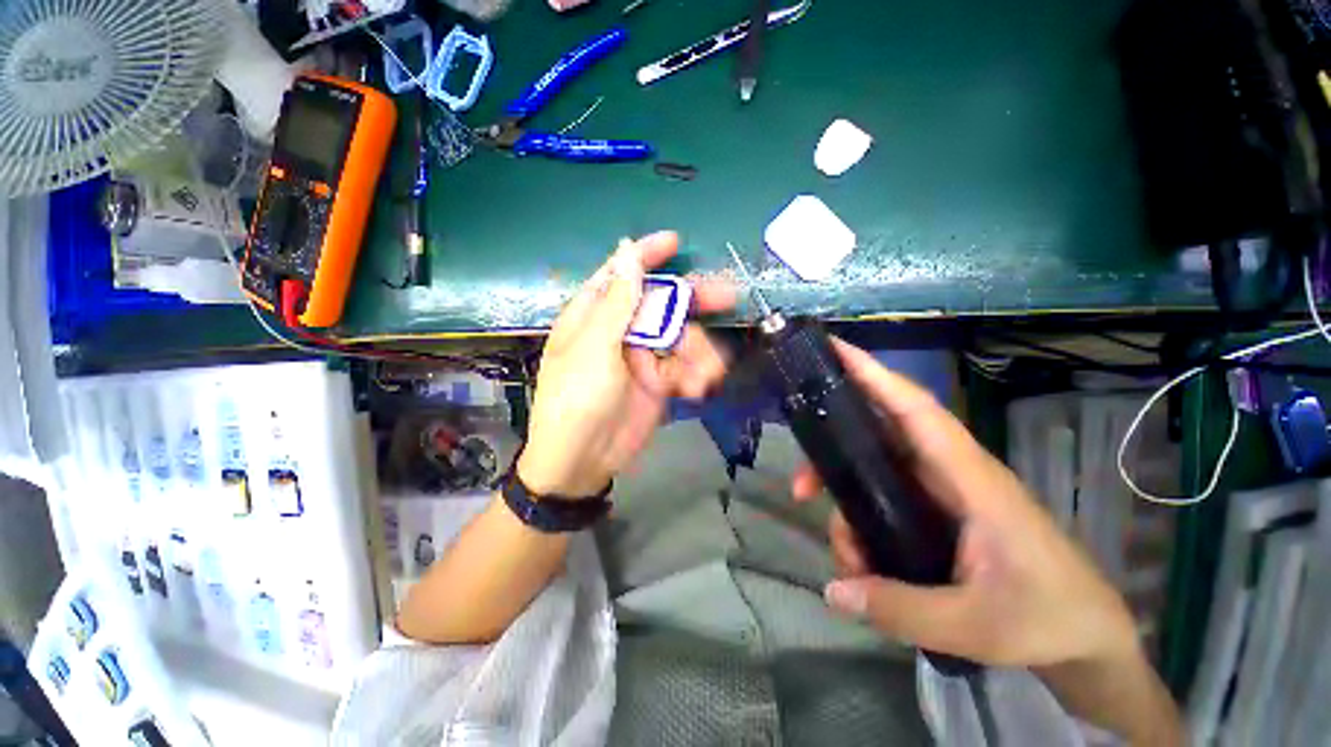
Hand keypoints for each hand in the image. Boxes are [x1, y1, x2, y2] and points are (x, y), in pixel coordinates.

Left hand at [518, 232, 735, 496]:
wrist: (583, 461)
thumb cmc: (577, 399)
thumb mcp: (595, 348)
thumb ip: (617, 301)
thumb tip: (626, 250)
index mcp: (595, 316)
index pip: (621, 275)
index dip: (646, 255)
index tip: (674, 241)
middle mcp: (621, 330)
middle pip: (662, 304)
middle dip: (693, 302)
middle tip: (727, 296)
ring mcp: (642, 357)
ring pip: (681, 338)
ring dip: (700, 352)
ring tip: (707, 373)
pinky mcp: (659, 382)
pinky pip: (685, 368)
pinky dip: (697, 375)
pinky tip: (699, 388)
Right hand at [792, 339, 1138, 670]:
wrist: (1088, 639)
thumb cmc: (1049, 619)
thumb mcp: (976, 626)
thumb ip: (901, 610)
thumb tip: (832, 590)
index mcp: (970, 479)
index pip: (915, 410)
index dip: (874, 375)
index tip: (834, 351)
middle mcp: (949, 475)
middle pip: (876, 439)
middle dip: (832, 457)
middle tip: (802, 489)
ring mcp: (941, 495)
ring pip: (873, 476)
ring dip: (846, 509)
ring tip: (849, 561)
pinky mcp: (936, 515)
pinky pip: (883, 503)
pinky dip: (861, 525)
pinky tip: (861, 565)